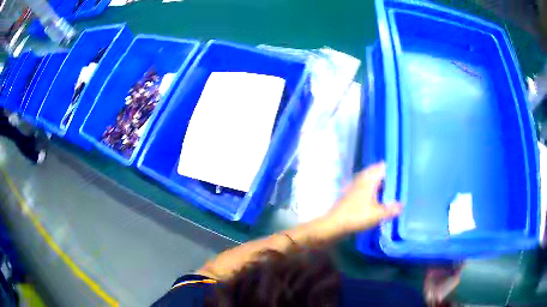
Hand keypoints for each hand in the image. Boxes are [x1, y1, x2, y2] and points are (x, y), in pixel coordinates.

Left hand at [328, 162, 401, 233]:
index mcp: (369, 180)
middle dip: (385, 175)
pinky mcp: (350, 195)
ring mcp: (354, 187)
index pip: (381, 167)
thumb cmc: (356, 217)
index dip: (391, 167)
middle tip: (396, 180)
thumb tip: (402, 205)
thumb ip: (391, 209)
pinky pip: (363, 187)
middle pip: (374, 172)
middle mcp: (361, 180)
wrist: (334, 224)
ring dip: (377, 182)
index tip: (401, 169)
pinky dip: (371, 189)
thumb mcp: (377, 215)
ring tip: (388, 189)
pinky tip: (375, 198)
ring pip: (368, 179)